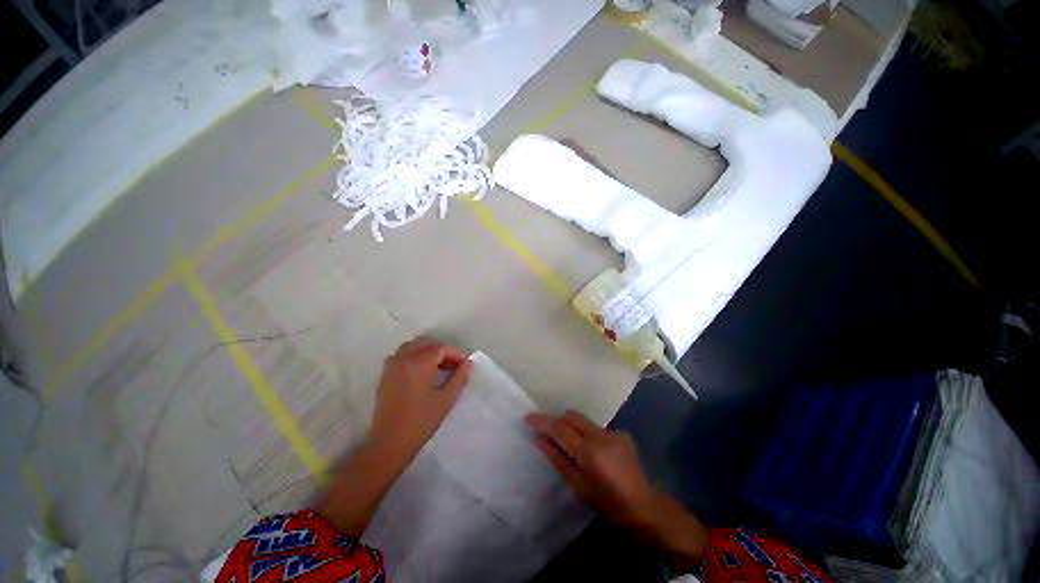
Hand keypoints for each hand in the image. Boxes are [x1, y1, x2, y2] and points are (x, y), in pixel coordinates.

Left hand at [369, 338, 472, 459]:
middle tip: (454, 366)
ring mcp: (391, 365)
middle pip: (427, 344)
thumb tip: (468, 364)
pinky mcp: (385, 375)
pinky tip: (422, 374)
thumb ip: (459, 377)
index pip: (442, 348)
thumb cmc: (421, 421)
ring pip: (413, 347)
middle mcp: (404, 358)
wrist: (389, 443)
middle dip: (442, 351)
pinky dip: (414, 357)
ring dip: (428, 352)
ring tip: (439, 368)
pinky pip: (402, 356)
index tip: (465, 366)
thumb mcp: (446, 399)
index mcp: (420, 362)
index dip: (456, 354)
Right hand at [526, 410, 707, 569]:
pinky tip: (593, 453)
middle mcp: (602, 436)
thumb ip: (558, 459)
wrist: (647, 508)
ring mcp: (614, 432)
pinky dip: (587, 435)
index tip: (528, 417)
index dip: (543, 421)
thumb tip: (538, 439)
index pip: (561, 429)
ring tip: (571, 448)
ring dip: (573, 428)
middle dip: (558, 421)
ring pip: (584, 421)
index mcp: (590, 453)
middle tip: (548, 434)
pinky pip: (596, 428)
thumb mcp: (579, 487)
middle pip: (572, 417)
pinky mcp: (622, 433)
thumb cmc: (609, 506)